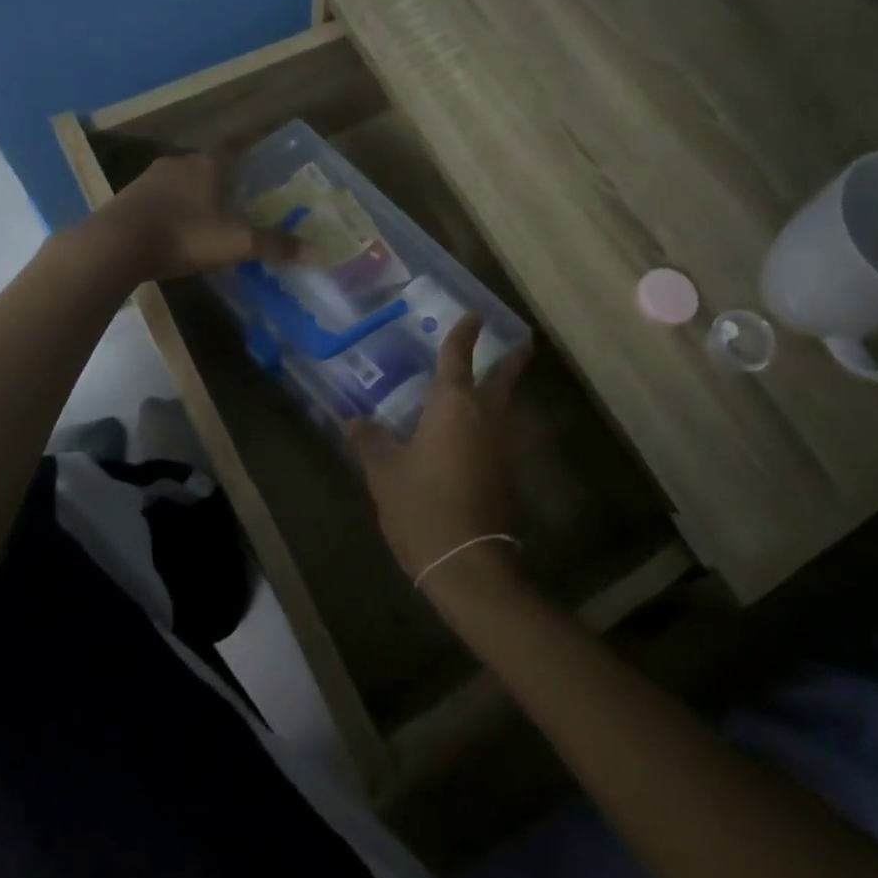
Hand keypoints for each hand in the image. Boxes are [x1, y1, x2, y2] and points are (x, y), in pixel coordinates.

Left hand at [94, 149, 299, 282]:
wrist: (116, 245)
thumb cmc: (184, 236)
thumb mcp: (235, 244)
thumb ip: (274, 245)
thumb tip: (317, 251)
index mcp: (209, 164)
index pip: (235, 157)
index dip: (246, 175)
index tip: (253, 195)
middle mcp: (180, 162)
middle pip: (208, 171)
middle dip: (221, 190)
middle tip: (233, 216)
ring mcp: (150, 177)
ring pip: (182, 185)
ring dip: (193, 201)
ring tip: (204, 227)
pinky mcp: (128, 196)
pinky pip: (158, 200)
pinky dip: (169, 213)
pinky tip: (172, 234)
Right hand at [349, 315, 532, 599]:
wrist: (466, 561)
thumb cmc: (421, 505)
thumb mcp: (384, 471)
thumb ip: (370, 440)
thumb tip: (355, 420)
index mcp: (453, 404)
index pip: (458, 356)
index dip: (463, 334)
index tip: (473, 315)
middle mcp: (485, 415)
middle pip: (504, 377)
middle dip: (512, 358)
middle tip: (522, 343)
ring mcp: (501, 445)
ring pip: (508, 406)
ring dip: (508, 390)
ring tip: (498, 383)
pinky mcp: (507, 472)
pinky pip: (503, 433)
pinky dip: (497, 422)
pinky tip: (482, 433)